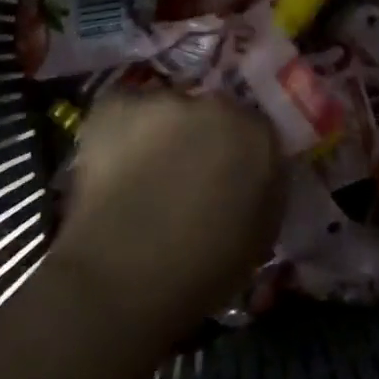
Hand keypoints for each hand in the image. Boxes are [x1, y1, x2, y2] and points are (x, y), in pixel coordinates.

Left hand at [49, 92, 281, 340]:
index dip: (238, 154)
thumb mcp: (260, 237)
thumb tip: (253, 177)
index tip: (226, 178)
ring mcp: (163, 101)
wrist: (122, 278)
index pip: (255, 130)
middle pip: (212, 111)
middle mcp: (216, 105)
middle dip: (201, 136)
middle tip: (183, 174)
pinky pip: (124, 110)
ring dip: (161, 132)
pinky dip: (120, 131)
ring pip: (166, 109)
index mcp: (258, 137)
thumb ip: (265, 190)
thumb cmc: (202, 271)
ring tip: (143, 171)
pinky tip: (114, 163)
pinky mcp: (116, 105)